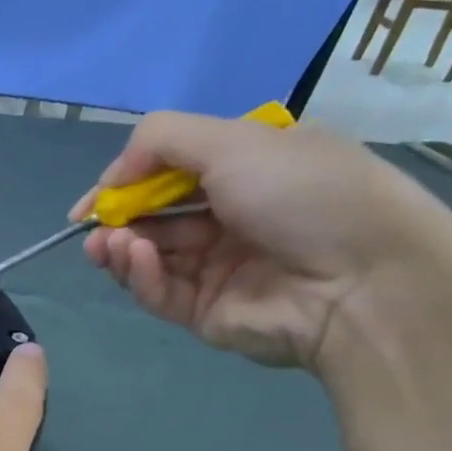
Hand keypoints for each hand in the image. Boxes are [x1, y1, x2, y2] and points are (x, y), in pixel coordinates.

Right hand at [73, 111, 451, 370]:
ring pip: (147, 256)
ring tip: (107, 243)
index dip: (126, 181)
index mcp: (246, 170)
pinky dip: (138, 273)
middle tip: (91, 224)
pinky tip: (132, 256)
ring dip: (119, 246)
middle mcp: (229, 217)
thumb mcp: (235, 140)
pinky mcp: (204, 310)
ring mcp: (216, 267)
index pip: (170, 173)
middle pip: (152, 216)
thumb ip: (160, 141)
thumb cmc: (303, 193)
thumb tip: (111, 177)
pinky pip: (158, 290)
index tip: (93, 198)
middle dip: (116, 218)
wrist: (360, 281)